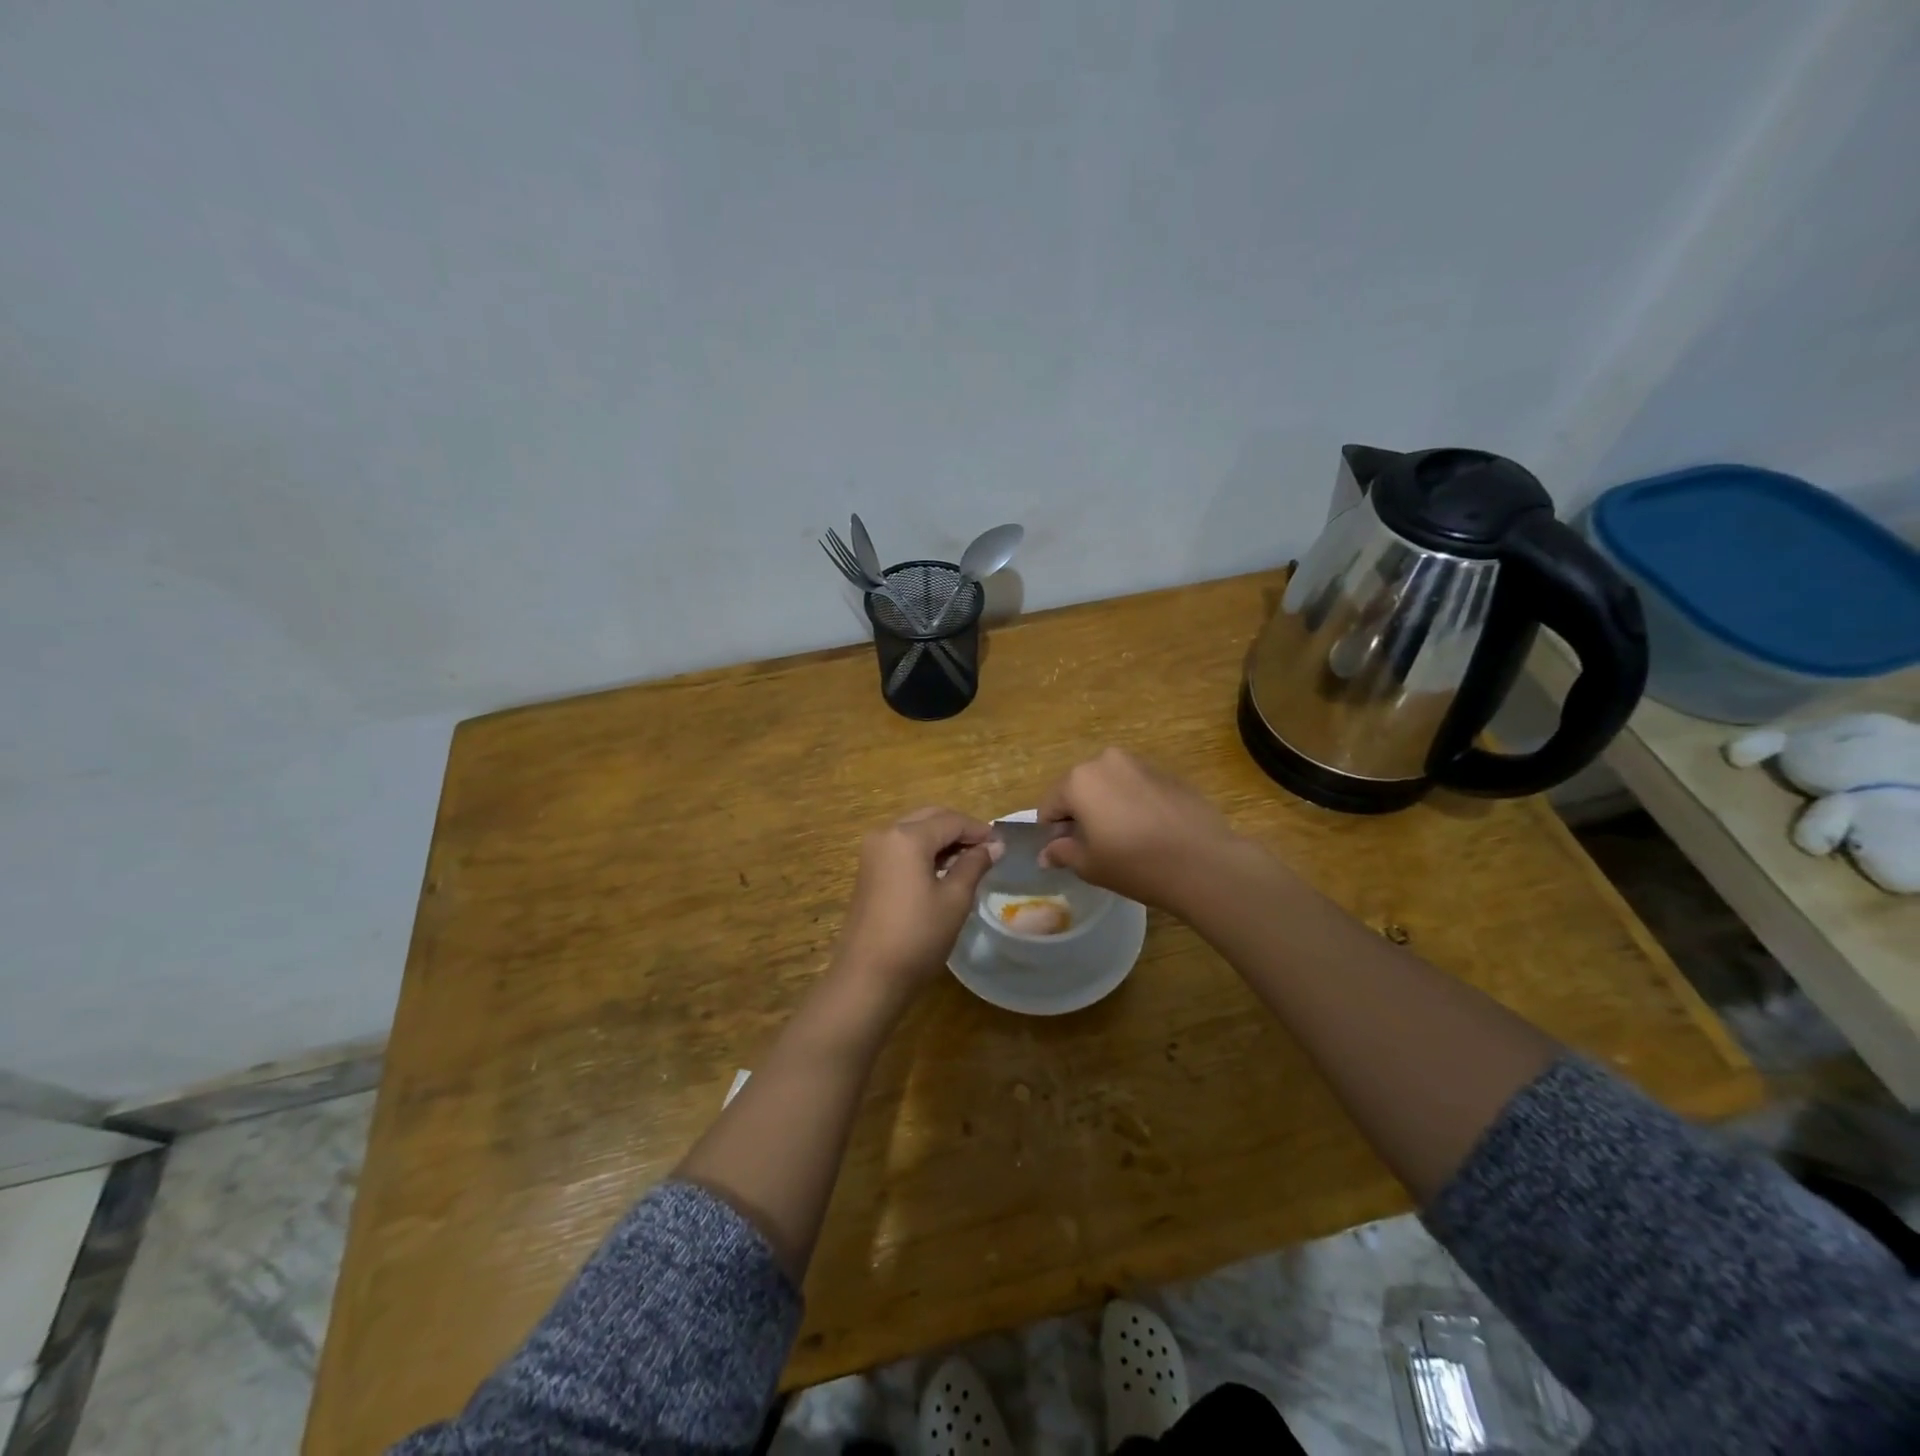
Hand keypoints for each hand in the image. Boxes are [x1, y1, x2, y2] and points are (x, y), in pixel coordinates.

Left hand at [831, 807, 1000, 1006]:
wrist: (868, 976)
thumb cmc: (917, 936)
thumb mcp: (954, 899)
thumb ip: (974, 865)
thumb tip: (994, 845)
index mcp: (907, 837)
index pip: (951, 820)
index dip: (979, 829)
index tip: (1002, 845)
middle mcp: (886, 833)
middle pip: (930, 818)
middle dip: (959, 830)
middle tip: (987, 850)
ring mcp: (873, 851)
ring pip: (915, 830)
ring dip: (941, 839)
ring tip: (969, 861)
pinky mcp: (868, 869)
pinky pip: (902, 847)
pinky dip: (924, 850)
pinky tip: (943, 870)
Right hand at [1038, 748, 1246, 912]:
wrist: (1204, 862)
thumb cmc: (1135, 864)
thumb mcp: (1089, 865)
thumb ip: (1061, 853)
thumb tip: (1046, 854)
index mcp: (1079, 780)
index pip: (1049, 805)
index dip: (1053, 832)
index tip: (1067, 853)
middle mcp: (1106, 761)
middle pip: (1079, 789)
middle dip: (1080, 814)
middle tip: (1096, 846)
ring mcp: (1140, 764)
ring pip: (1110, 785)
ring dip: (1108, 806)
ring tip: (1126, 839)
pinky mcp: (1168, 774)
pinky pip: (1137, 788)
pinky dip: (1135, 804)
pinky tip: (1151, 831)